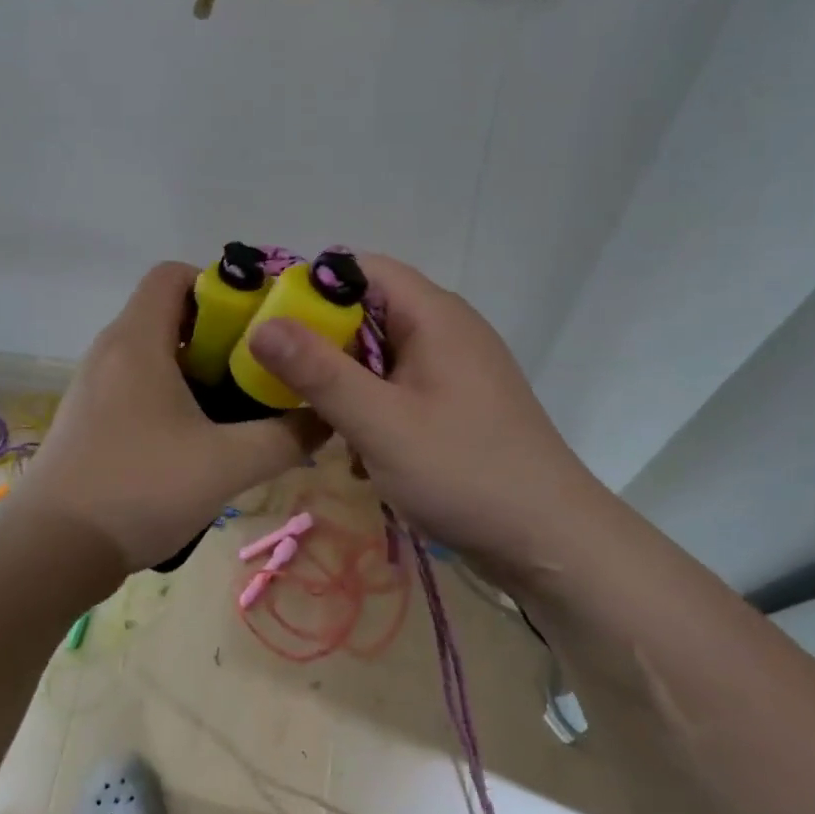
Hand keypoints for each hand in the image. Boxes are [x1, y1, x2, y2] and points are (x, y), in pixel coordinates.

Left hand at [16, 263, 327, 571]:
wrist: (51, 551)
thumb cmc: (139, 489)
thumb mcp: (227, 464)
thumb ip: (286, 438)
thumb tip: (326, 419)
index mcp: (137, 339)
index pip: (173, 274)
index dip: (218, 285)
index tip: (256, 321)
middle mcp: (110, 350)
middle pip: (168, 312)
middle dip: (219, 332)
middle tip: (260, 366)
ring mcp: (95, 384)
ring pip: (154, 351)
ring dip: (197, 367)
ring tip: (238, 403)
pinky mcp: (89, 417)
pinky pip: (137, 382)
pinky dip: (172, 392)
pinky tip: (199, 436)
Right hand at [244, 255, 602, 575]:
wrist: (552, 544)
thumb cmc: (464, 473)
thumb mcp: (380, 423)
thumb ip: (318, 372)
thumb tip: (261, 325)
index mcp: (433, 315)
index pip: (361, 269)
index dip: (311, 287)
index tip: (270, 324)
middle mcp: (446, 329)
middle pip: (367, 311)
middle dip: (322, 342)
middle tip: (280, 379)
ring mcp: (455, 368)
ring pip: (380, 354)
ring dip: (345, 382)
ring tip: (318, 421)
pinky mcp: (458, 404)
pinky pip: (399, 386)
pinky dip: (372, 408)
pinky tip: (360, 453)